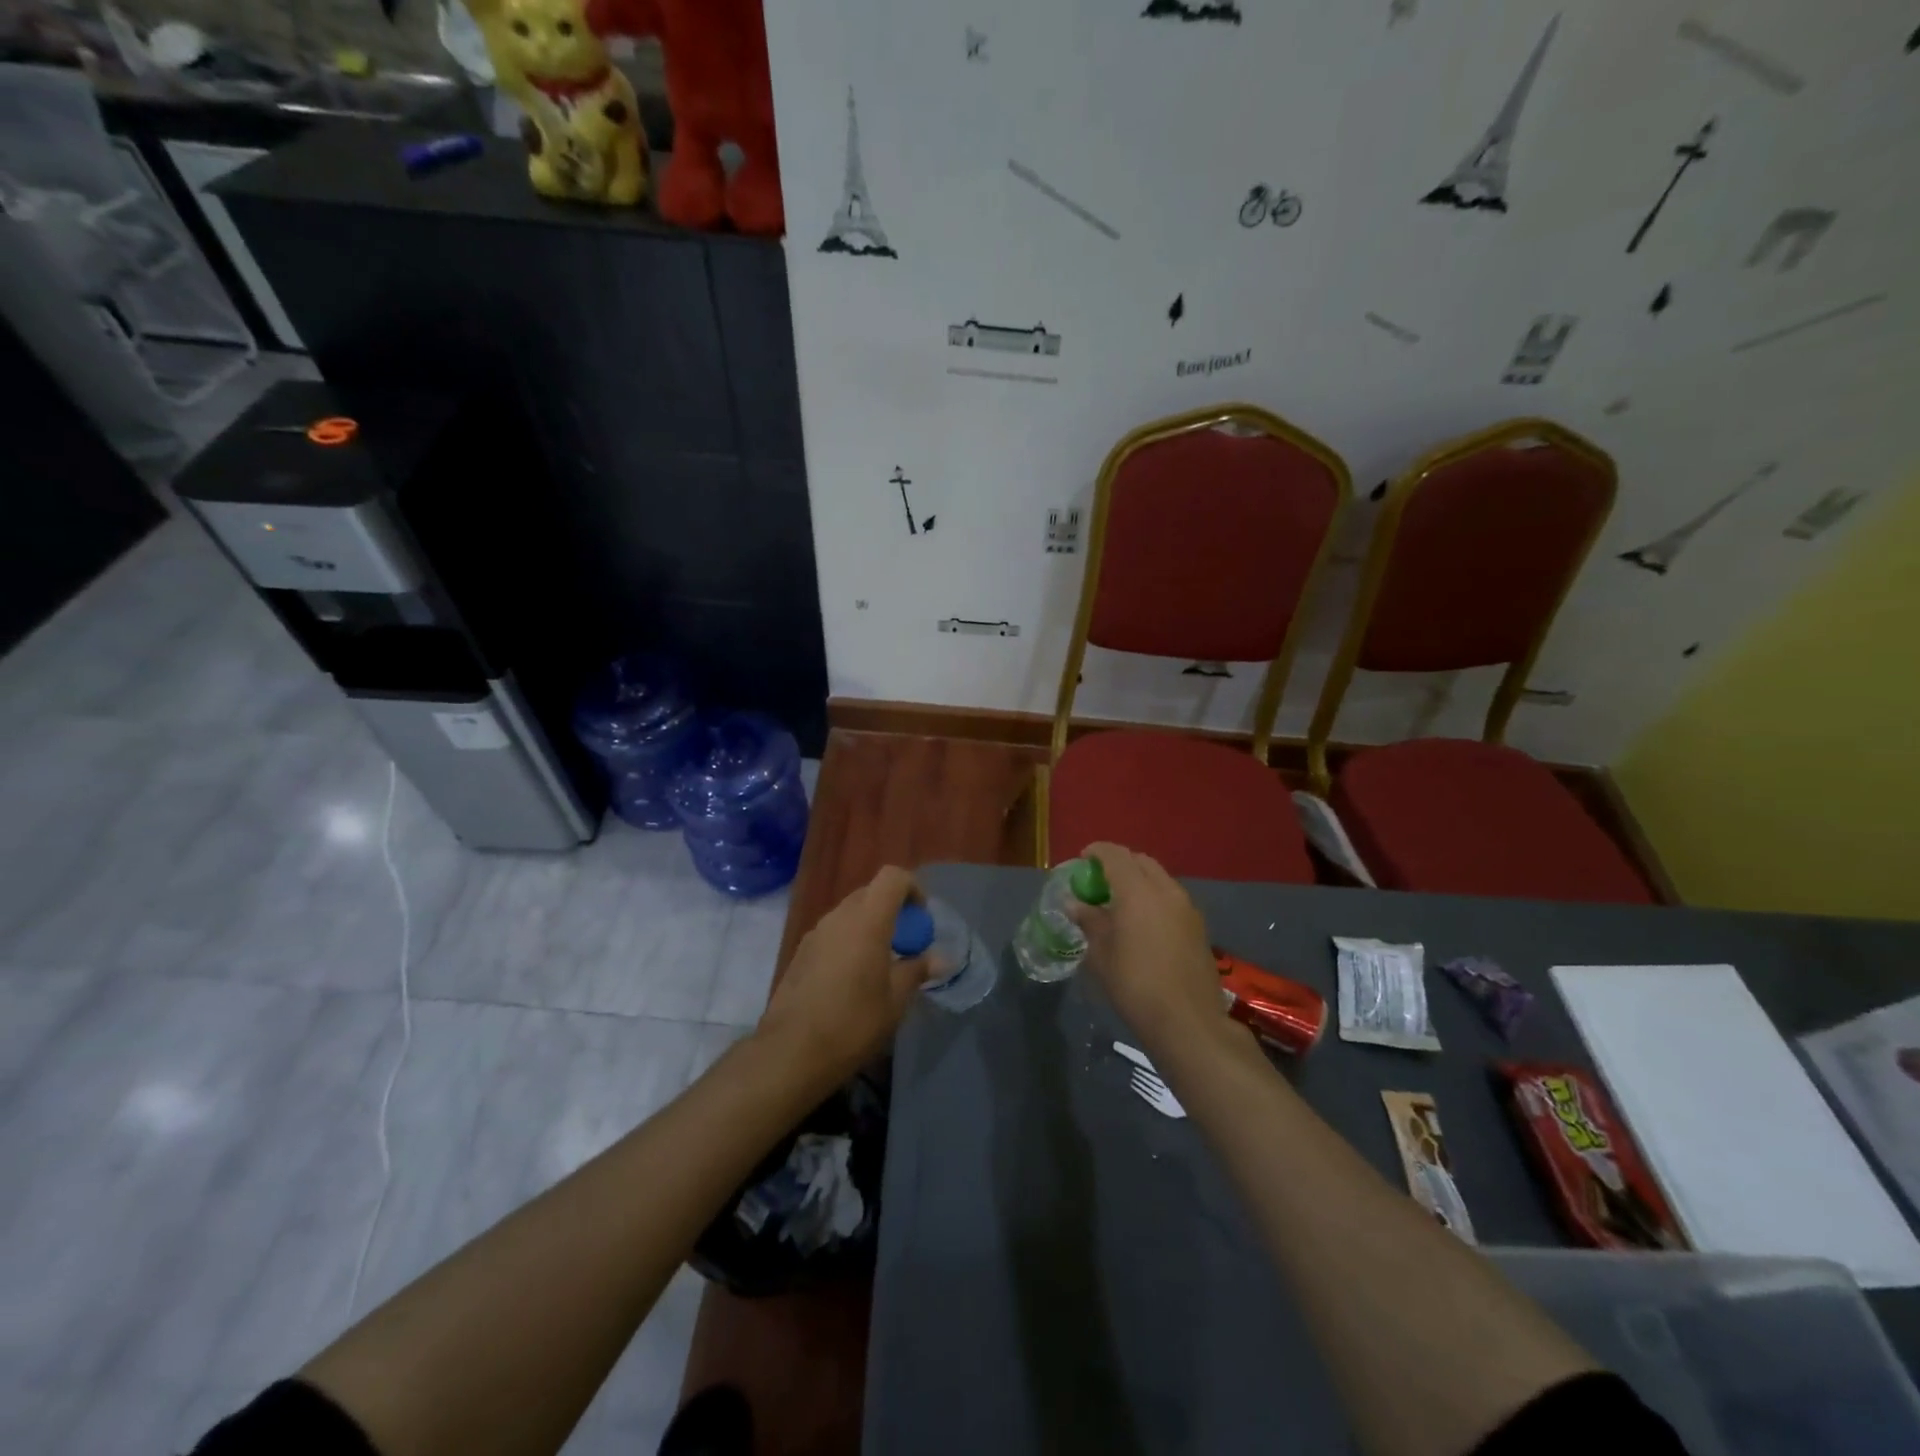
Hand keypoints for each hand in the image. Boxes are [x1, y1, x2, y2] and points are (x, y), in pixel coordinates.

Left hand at [753, 866, 932, 1085]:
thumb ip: (917, 970)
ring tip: (880, 966)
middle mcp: (839, 917)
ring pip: (850, 914)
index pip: (893, 877)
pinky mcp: (800, 952)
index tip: (921, 920)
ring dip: (869, 927)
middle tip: (905, 946)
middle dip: (892, 911)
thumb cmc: (853, 1022)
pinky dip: (849, 943)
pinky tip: (851, 981)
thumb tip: (939, 958)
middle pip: (870, 893)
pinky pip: (833, 933)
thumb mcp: (895, 1000)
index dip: (913, 889)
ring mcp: (815, 933)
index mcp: (867, 920)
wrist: (790, 1052)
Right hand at [1069, 843, 1234, 1061]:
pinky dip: (1154, 898)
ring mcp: (1187, 907)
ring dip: (1139, 881)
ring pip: (1160, 879)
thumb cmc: (1135, 984)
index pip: (1115, 855)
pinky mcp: (1199, 926)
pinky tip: (1143, 923)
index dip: (1097, 852)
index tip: (1083, 860)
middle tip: (1101, 881)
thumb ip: (1089, 921)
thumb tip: (1075, 904)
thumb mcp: (1101, 954)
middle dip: (1120, 863)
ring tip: (1121, 903)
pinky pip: (1171, 898)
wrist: (1188, 1021)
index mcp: (1138, 891)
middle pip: (1141, 862)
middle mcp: (1166, 890)